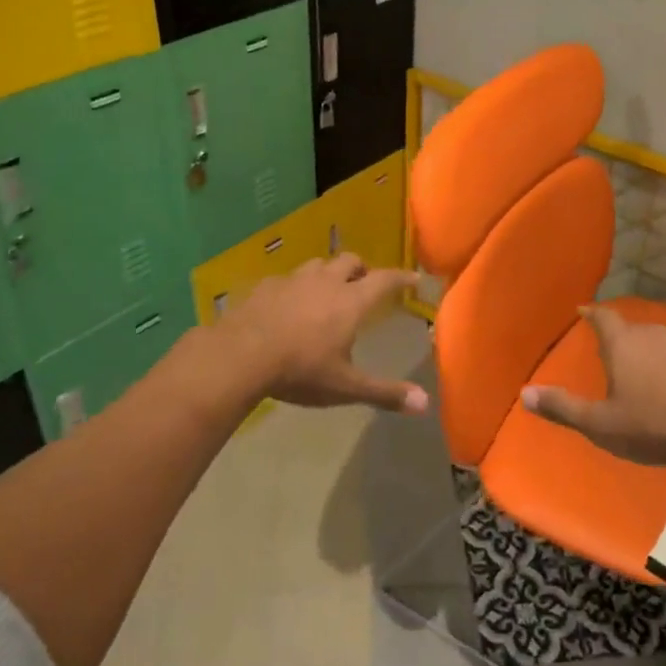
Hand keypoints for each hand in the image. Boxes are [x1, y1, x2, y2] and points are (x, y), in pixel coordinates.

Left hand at [224, 254, 428, 414]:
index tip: (413, 277)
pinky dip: (295, 286)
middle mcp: (326, 282)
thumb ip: (385, 393)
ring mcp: (293, 280)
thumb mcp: (345, 387)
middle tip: (364, 283)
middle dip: (362, 269)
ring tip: (327, 290)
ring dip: (328, 273)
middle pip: (350, 261)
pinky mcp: (265, 286)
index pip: (385, 280)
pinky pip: (287, 279)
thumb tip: (425, 404)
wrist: (240, 356)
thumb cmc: (300, 370)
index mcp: (351, 301)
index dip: (401, 277)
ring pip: (318, 265)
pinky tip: (288, 303)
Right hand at [521, 305, 665, 465]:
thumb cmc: (655, 424)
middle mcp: (653, 334)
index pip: (603, 317)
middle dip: (620, 340)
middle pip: (631, 330)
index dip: (592, 314)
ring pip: (660, 343)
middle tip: (612, 357)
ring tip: (647, 377)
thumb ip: (563, 408)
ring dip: (651, 355)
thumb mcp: (602, 425)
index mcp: (623, 344)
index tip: (584, 311)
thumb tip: (525, 393)